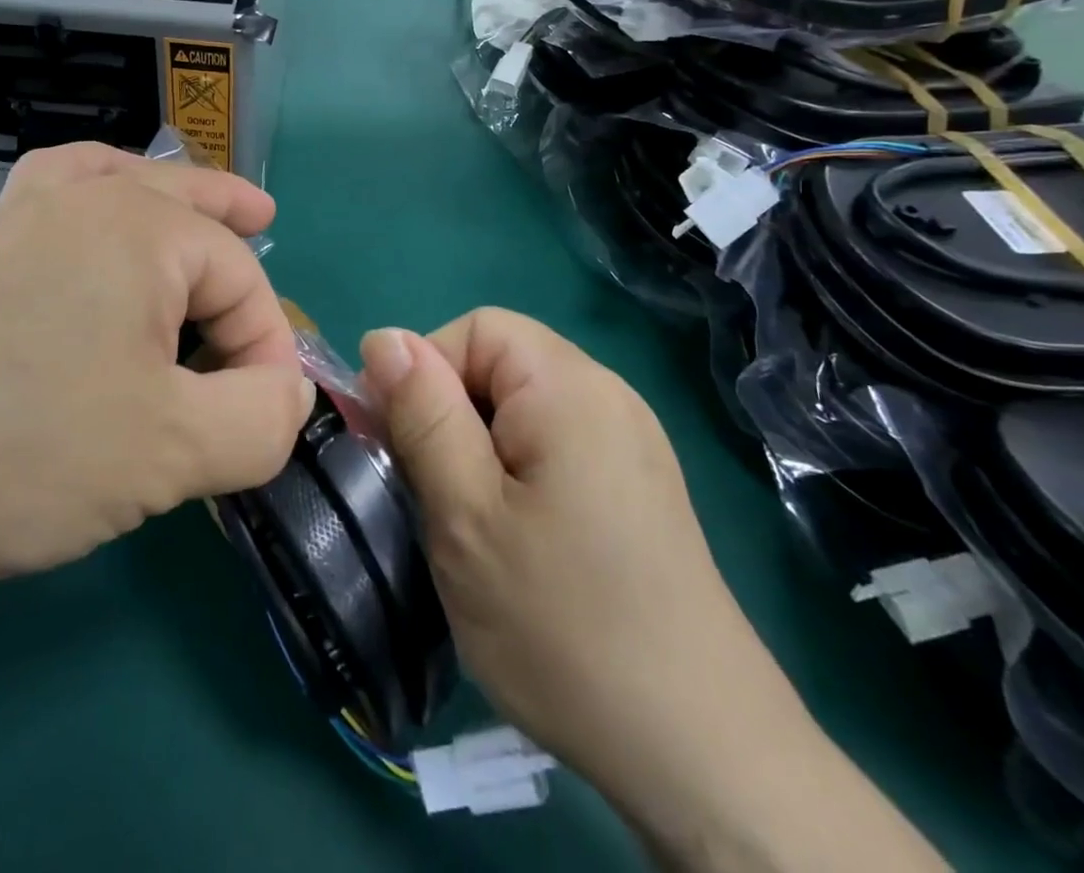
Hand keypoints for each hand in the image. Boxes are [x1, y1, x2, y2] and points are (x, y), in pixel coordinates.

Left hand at [0, 144, 312, 665]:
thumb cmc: (20, 447)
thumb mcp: (170, 451)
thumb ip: (260, 420)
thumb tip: (290, 392)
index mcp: (145, 230)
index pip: (245, 284)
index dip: (267, 354)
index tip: (254, 427)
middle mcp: (90, 203)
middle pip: (192, 211)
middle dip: (236, 228)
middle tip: (269, 224)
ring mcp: (27, 219)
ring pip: (126, 184)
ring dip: (175, 192)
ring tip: (204, 200)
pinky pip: (57, 190)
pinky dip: (94, 185)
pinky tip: (98, 199)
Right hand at [358, 309, 748, 784]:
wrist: (700, 753)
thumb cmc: (562, 623)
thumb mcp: (465, 513)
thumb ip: (423, 414)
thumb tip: (383, 338)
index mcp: (569, 386)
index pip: (475, 329)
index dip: (426, 373)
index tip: (405, 446)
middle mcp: (609, 395)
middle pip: (502, 363)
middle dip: (452, 414)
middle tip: (436, 494)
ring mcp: (632, 441)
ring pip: (524, 408)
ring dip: (481, 448)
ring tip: (473, 523)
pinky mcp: (639, 485)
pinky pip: (558, 443)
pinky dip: (519, 472)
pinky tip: (522, 540)